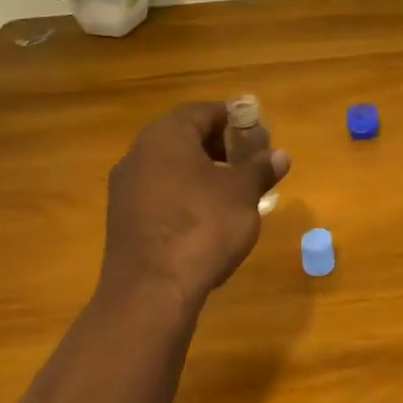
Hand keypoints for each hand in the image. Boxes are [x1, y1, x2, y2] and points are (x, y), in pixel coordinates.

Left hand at [99, 102, 290, 308]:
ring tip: (234, 195)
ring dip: (203, 174)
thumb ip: (260, 169)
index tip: (260, 137)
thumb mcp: (243, 194)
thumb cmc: (202, 227)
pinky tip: (206, 221)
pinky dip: (185, 198)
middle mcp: (138, 154)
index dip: (236, 120)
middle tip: (250, 165)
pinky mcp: (123, 220)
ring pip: (172, 169)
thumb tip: (279, 155)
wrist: (151, 291)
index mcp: (166, 136)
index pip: (204, 112)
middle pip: (185, 138)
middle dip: (221, 148)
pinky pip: (160, 195)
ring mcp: (126, 188)